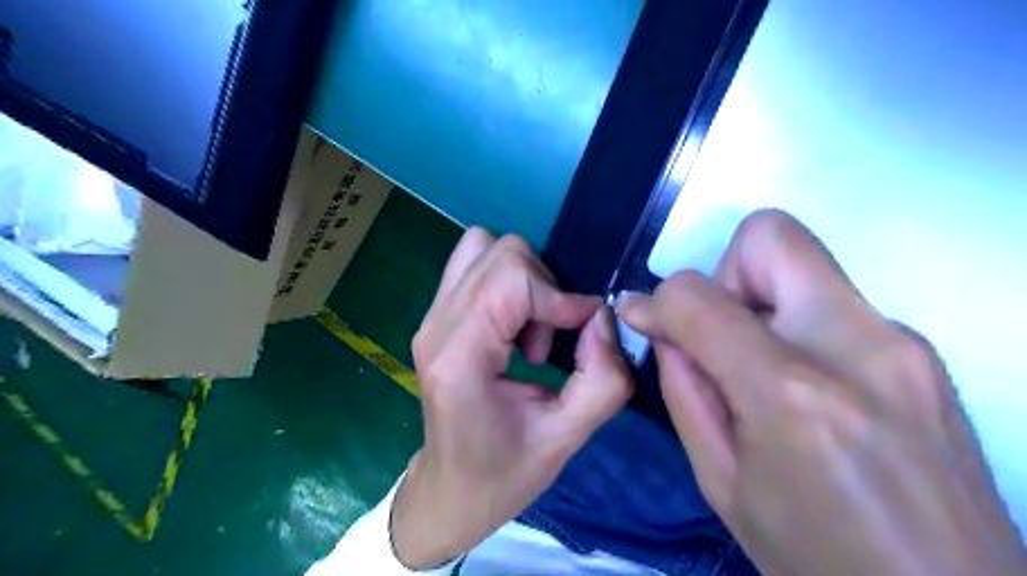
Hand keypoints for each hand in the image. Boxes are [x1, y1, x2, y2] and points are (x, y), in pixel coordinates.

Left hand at [393, 228, 634, 568]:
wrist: (450, 491)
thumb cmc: (503, 474)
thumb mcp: (566, 439)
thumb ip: (602, 380)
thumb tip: (604, 317)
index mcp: (459, 357)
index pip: (510, 278)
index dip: (558, 296)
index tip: (583, 330)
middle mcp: (436, 326)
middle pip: (498, 253)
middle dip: (542, 287)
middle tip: (549, 339)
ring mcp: (430, 318)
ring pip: (483, 248)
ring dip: (523, 280)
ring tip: (530, 332)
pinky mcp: (436, 318)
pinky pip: (475, 267)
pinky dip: (507, 283)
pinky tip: (514, 329)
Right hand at [616, 208, 1025, 575]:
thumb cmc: (814, 557)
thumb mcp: (720, 481)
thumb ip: (683, 389)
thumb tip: (660, 325)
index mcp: (792, 394)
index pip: (699, 297)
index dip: (658, 301)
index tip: (645, 319)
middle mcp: (857, 346)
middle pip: (770, 237)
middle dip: (723, 275)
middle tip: (719, 336)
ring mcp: (902, 342)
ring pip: (802, 263)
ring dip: (758, 300)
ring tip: (757, 369)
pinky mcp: (922, 350)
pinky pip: (832, 301)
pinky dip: (793, 323)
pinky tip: (801, 386)